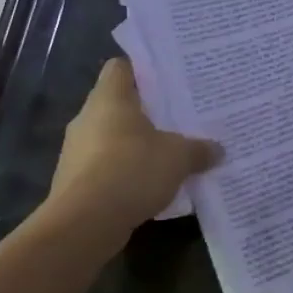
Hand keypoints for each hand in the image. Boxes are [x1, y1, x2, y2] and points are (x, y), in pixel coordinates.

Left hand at [44, 58, 221, 255]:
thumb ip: (199, 149)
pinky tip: (150, 185)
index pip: (121, 67)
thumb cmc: (131, 171)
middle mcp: (88, 118)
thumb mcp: (178, 157)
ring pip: (113, 137)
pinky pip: (106, 167)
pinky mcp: (74, 182)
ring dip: (137, 145)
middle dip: (148, 112)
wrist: (83, 225)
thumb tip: (218, 149)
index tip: (169, 80)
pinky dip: (126, 172)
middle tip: (180, 117)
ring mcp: (77, 151)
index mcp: (110, 99)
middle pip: (119, 104)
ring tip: (170, 153)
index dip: (144, 70)